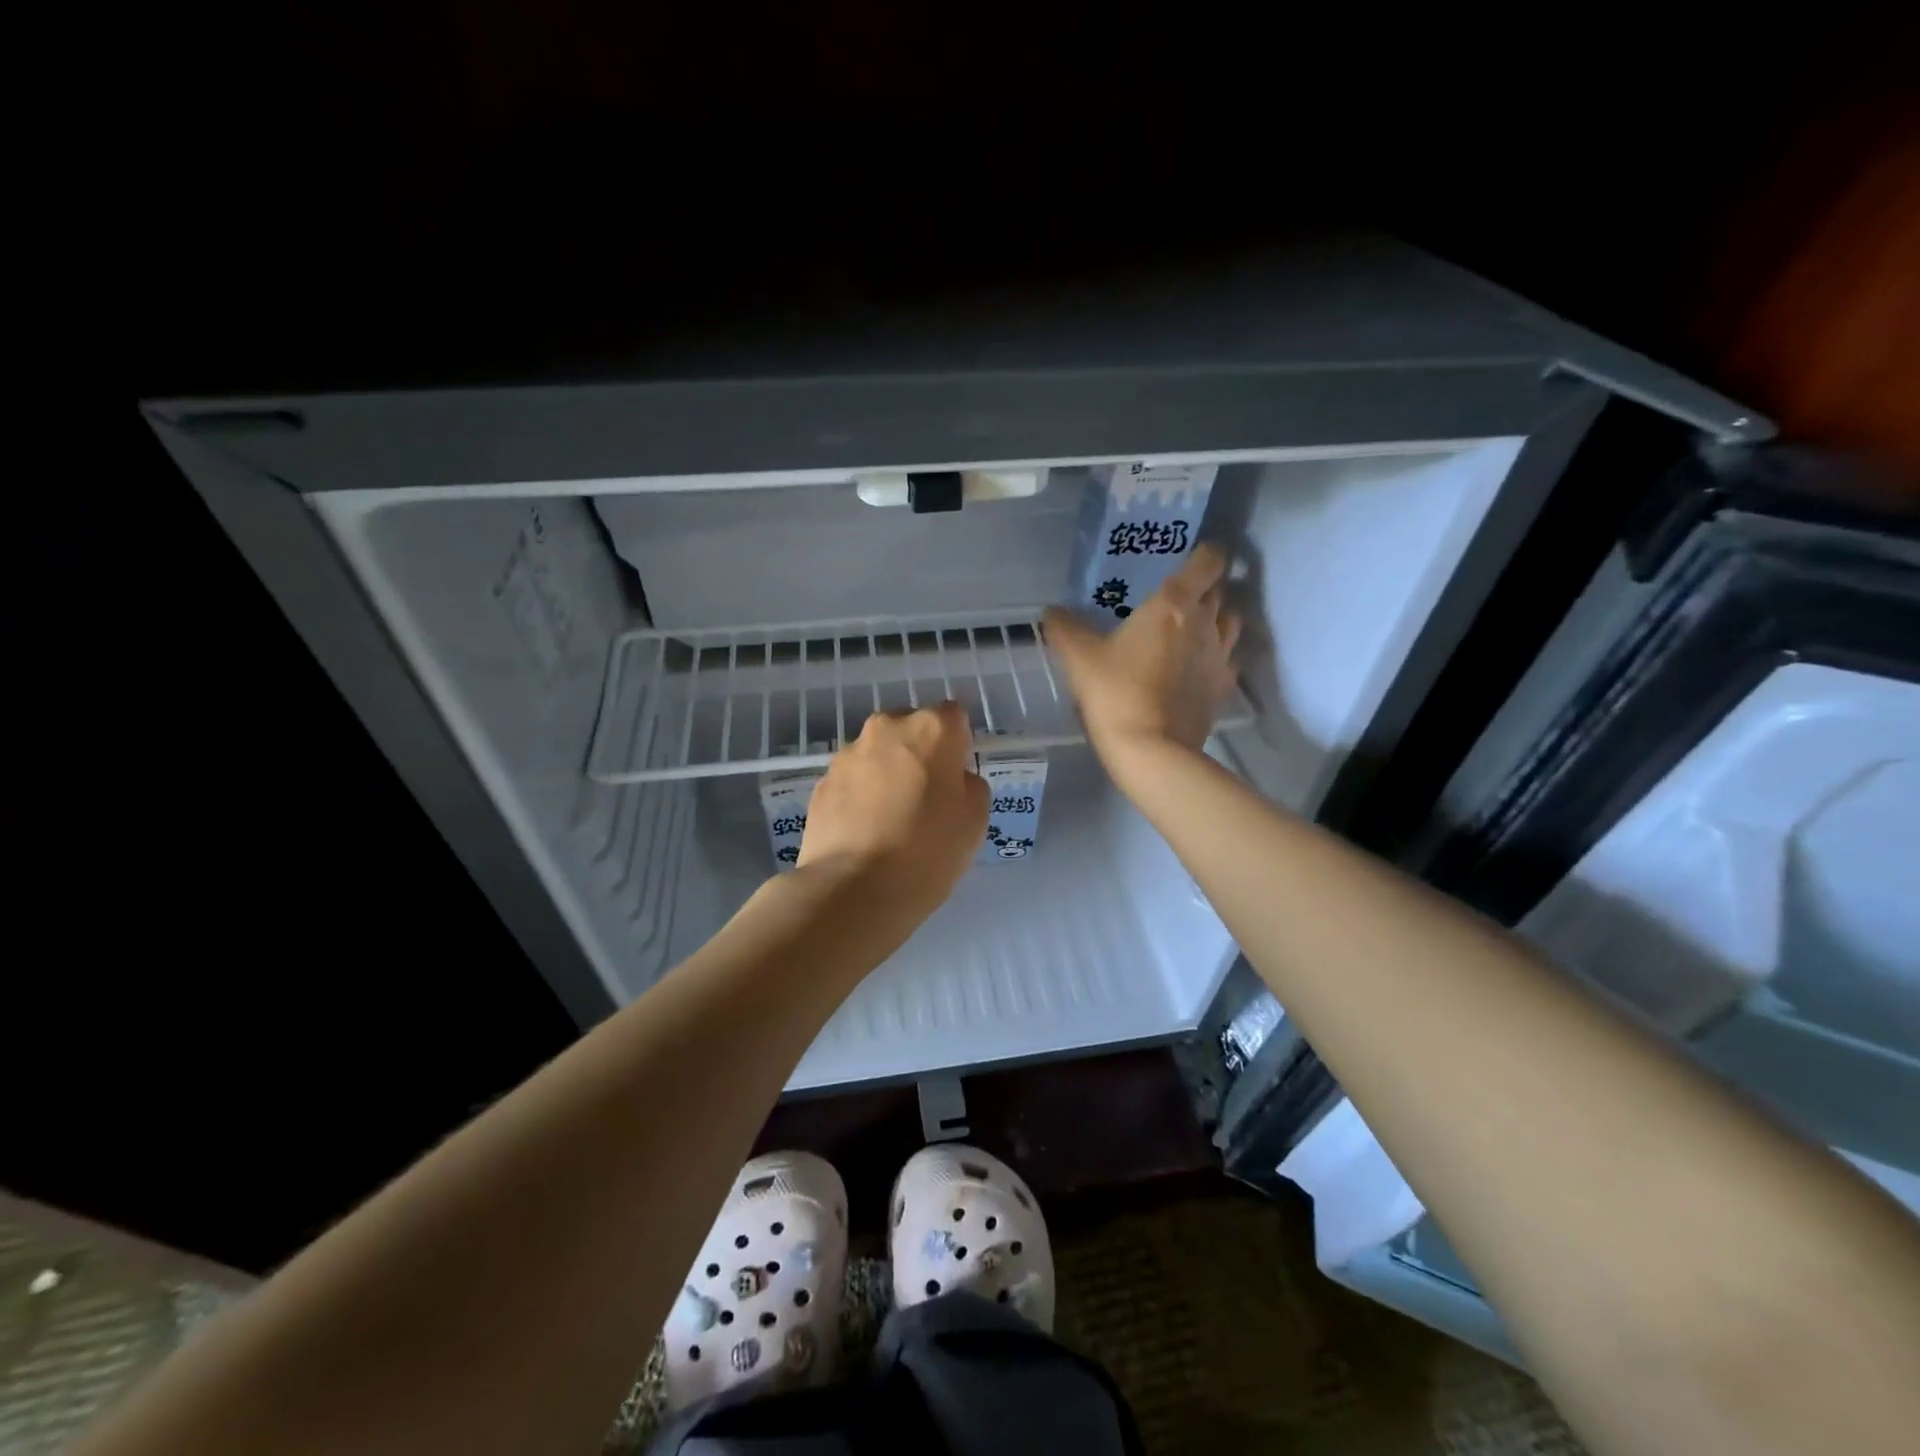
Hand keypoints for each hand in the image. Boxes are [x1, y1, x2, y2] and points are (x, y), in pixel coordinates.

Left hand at [797, 701, 989, 914]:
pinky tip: (865, 833)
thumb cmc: (927, 851)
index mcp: (931, 729)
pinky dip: (860, 796)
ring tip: (890, 821)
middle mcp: (886, 728)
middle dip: (919, 754)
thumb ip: (968, 785)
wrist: (853, 889)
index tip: (956, 779)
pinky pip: (852, 781)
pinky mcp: (821, 783)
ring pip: (878, 754)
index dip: (958, 746)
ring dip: (887, 774)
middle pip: (911, 729)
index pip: (954, 717)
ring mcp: (847, 754)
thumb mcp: (975, 819)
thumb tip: (952, 779)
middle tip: (925, 799)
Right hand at [1044, 543, 1241, 760]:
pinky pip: (1228, 659)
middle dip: (1206, 587)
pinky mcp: (1223, 689)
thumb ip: (1065, 628)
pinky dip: (1218, 654)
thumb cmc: (1115, 692)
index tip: (1193, 555)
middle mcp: (1205, 623)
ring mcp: (1220, 657)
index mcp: (1173, 604)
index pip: (1206, 562)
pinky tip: (1198, 665)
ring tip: (1194, 626)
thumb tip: (1052, 612)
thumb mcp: (1079, 657)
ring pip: (1231, 622)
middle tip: (1180, 594)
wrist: (1152, 750)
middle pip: (1219, 592)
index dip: (1205, 554)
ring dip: (1217, 618)